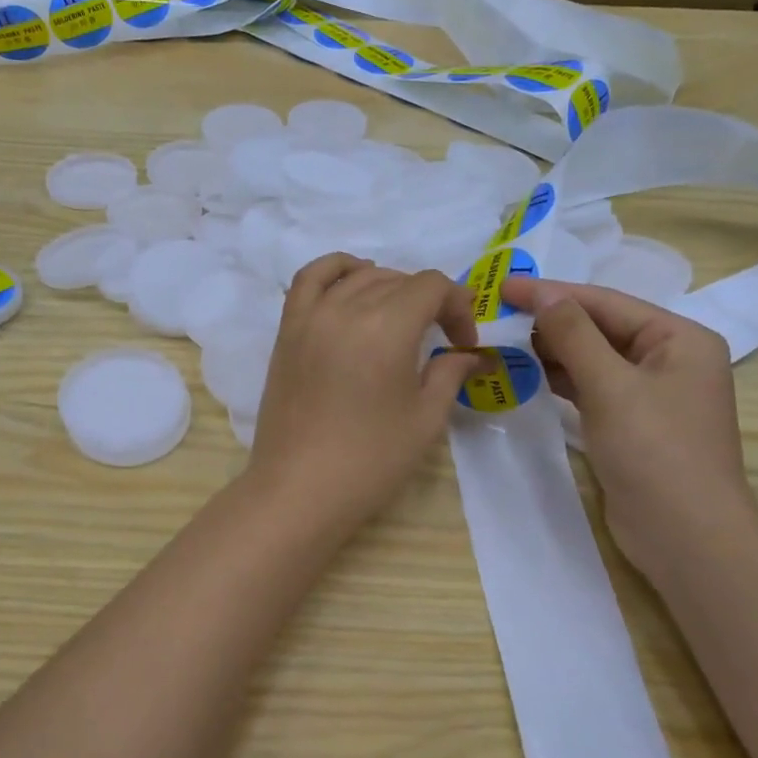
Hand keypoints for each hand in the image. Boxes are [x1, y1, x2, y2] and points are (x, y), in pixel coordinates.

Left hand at [249, 255, 480, 530]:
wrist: (299, 489)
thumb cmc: (370, 460)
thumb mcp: (425, 419)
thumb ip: (449, 373)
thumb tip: (470, 354)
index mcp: (386, 327)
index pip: (431, 286)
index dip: (457, 306)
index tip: (462, 343)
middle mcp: (345, 309)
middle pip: (397, 280)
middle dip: (428, 302)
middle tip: (439, 340)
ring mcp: (310, 316)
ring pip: (358, 277)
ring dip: (388, 286)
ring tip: (400, 315)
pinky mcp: (287, 330)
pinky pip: (309, 279)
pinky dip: (335, 268)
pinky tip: (353, 280)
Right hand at [501, 277, 757, 579]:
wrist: (685, 537)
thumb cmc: (655, 451)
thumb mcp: (611, 385)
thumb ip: (574, 335)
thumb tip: (543, 295)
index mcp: (679, 338)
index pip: (605, 302)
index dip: (552, 292)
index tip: (503, 286)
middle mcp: (669, 358)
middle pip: (599, 327)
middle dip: (550, 321)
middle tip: (497, 315)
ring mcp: (650, 393)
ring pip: (592, 358)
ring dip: (551, 350)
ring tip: (503, 341)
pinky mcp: (631, 423)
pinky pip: (591, 387)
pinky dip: (560, 379)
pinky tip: (527, 374)